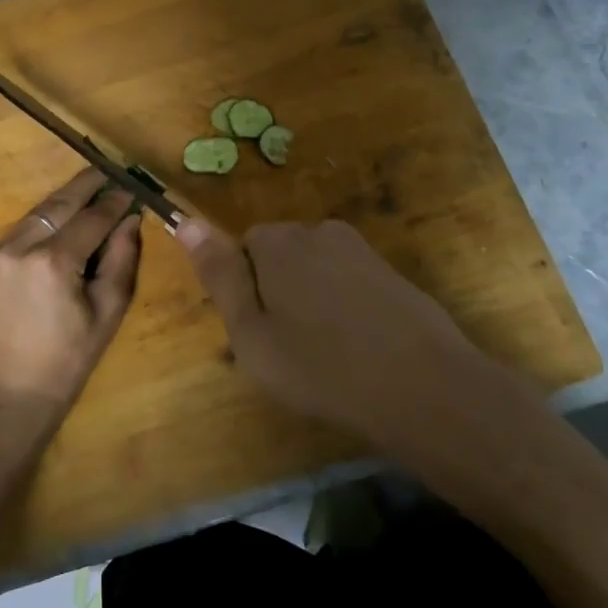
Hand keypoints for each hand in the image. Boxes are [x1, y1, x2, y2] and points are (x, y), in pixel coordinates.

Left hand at [0, 169, 142, 427]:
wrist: (10, 392)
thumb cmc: (69, 358)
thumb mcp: (108, 311)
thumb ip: (122, 259)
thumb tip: (131, 219)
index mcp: (54, 262)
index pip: (92, 218)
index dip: (115, 201)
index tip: (132, 188)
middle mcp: (20, 248)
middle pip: (59, 204)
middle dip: (86, 185)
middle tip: (108, 171)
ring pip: (37, 214)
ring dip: (63, 201)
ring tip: (88, 189)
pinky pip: (20, 231)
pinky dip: (43, 222)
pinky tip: (60, 222)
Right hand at [176, 218, 515, 447]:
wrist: (422, 386)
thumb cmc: (320, 366)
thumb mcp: (251, 331)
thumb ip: (219, 274)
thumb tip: (185, 221)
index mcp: (278, 241)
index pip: (243, 249)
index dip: (247, 291)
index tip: (260, 331)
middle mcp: (319, 231)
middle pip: (281, 255)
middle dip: (278, 291)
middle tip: (289, 347)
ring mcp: (361, 250)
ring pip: (317, 270)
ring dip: (314, 300)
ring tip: (326, 353)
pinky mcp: (391, 272)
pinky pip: (350, 283)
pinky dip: (347, 308)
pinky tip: (359, 348)